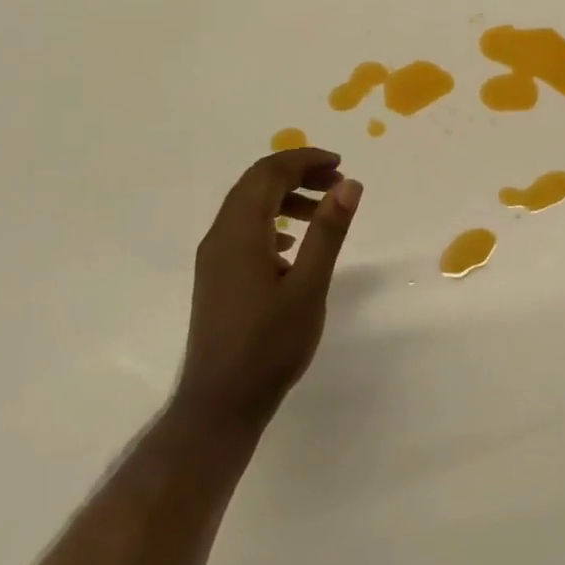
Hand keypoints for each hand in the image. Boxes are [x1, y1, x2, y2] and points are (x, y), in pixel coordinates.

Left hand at [175, 147, 362, 431]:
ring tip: (323, 211)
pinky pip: (244, 229)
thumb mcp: (309, 286)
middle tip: (337, 184)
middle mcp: (220, 236)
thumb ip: (328, 232)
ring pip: (249, 206)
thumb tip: (349, 184)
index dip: (304, 160)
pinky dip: (272, 220)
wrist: (220, 404)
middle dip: (297, 174)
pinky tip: (295, 244)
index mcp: (239, 232)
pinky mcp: (217, 276)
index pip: (268, 173)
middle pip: (256, 184)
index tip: (340, 165)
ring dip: (286, 196)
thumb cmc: (269, 345)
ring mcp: (215, 258)